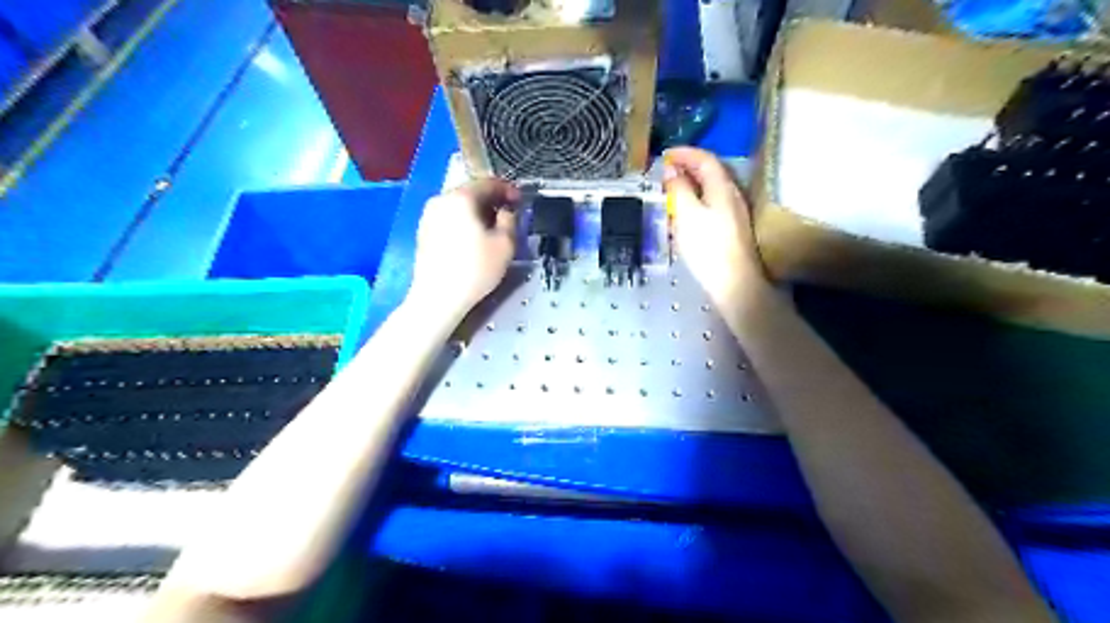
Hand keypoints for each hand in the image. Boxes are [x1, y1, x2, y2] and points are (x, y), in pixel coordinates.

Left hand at [408, 179, 521, 315]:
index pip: (488, 183)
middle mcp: (441, 200)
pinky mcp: (423, 232)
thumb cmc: (475, 270)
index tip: (520, 200)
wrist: (438, 298)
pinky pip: (449, 219)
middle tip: (508, 214)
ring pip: (459, 206)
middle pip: (471, 192)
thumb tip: (506, 212)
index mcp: (461, 197)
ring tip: (492, 228)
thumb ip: (510, 220)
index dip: (508, 189)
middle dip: (491, 201)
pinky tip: (473, 239)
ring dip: (477, 212)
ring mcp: (428, 216)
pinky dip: (463, 222)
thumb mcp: (505, 244)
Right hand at [661, 147, 768, 311]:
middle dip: (688, 168)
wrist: (734, 283)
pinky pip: (712, 204)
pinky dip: (696, 200)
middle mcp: (732, 195)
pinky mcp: (731, 229)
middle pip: (711, 172)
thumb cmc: (708, 247)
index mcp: (722, 188)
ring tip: (672, 191)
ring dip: (691, 185)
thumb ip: (678, 189)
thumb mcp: (686, 215)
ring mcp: (734, 213)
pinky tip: (685, 214)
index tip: (665, 155)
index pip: (705, 159)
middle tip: (666, 172)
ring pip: (711, 189)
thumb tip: (672, 170)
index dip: (685, 153)